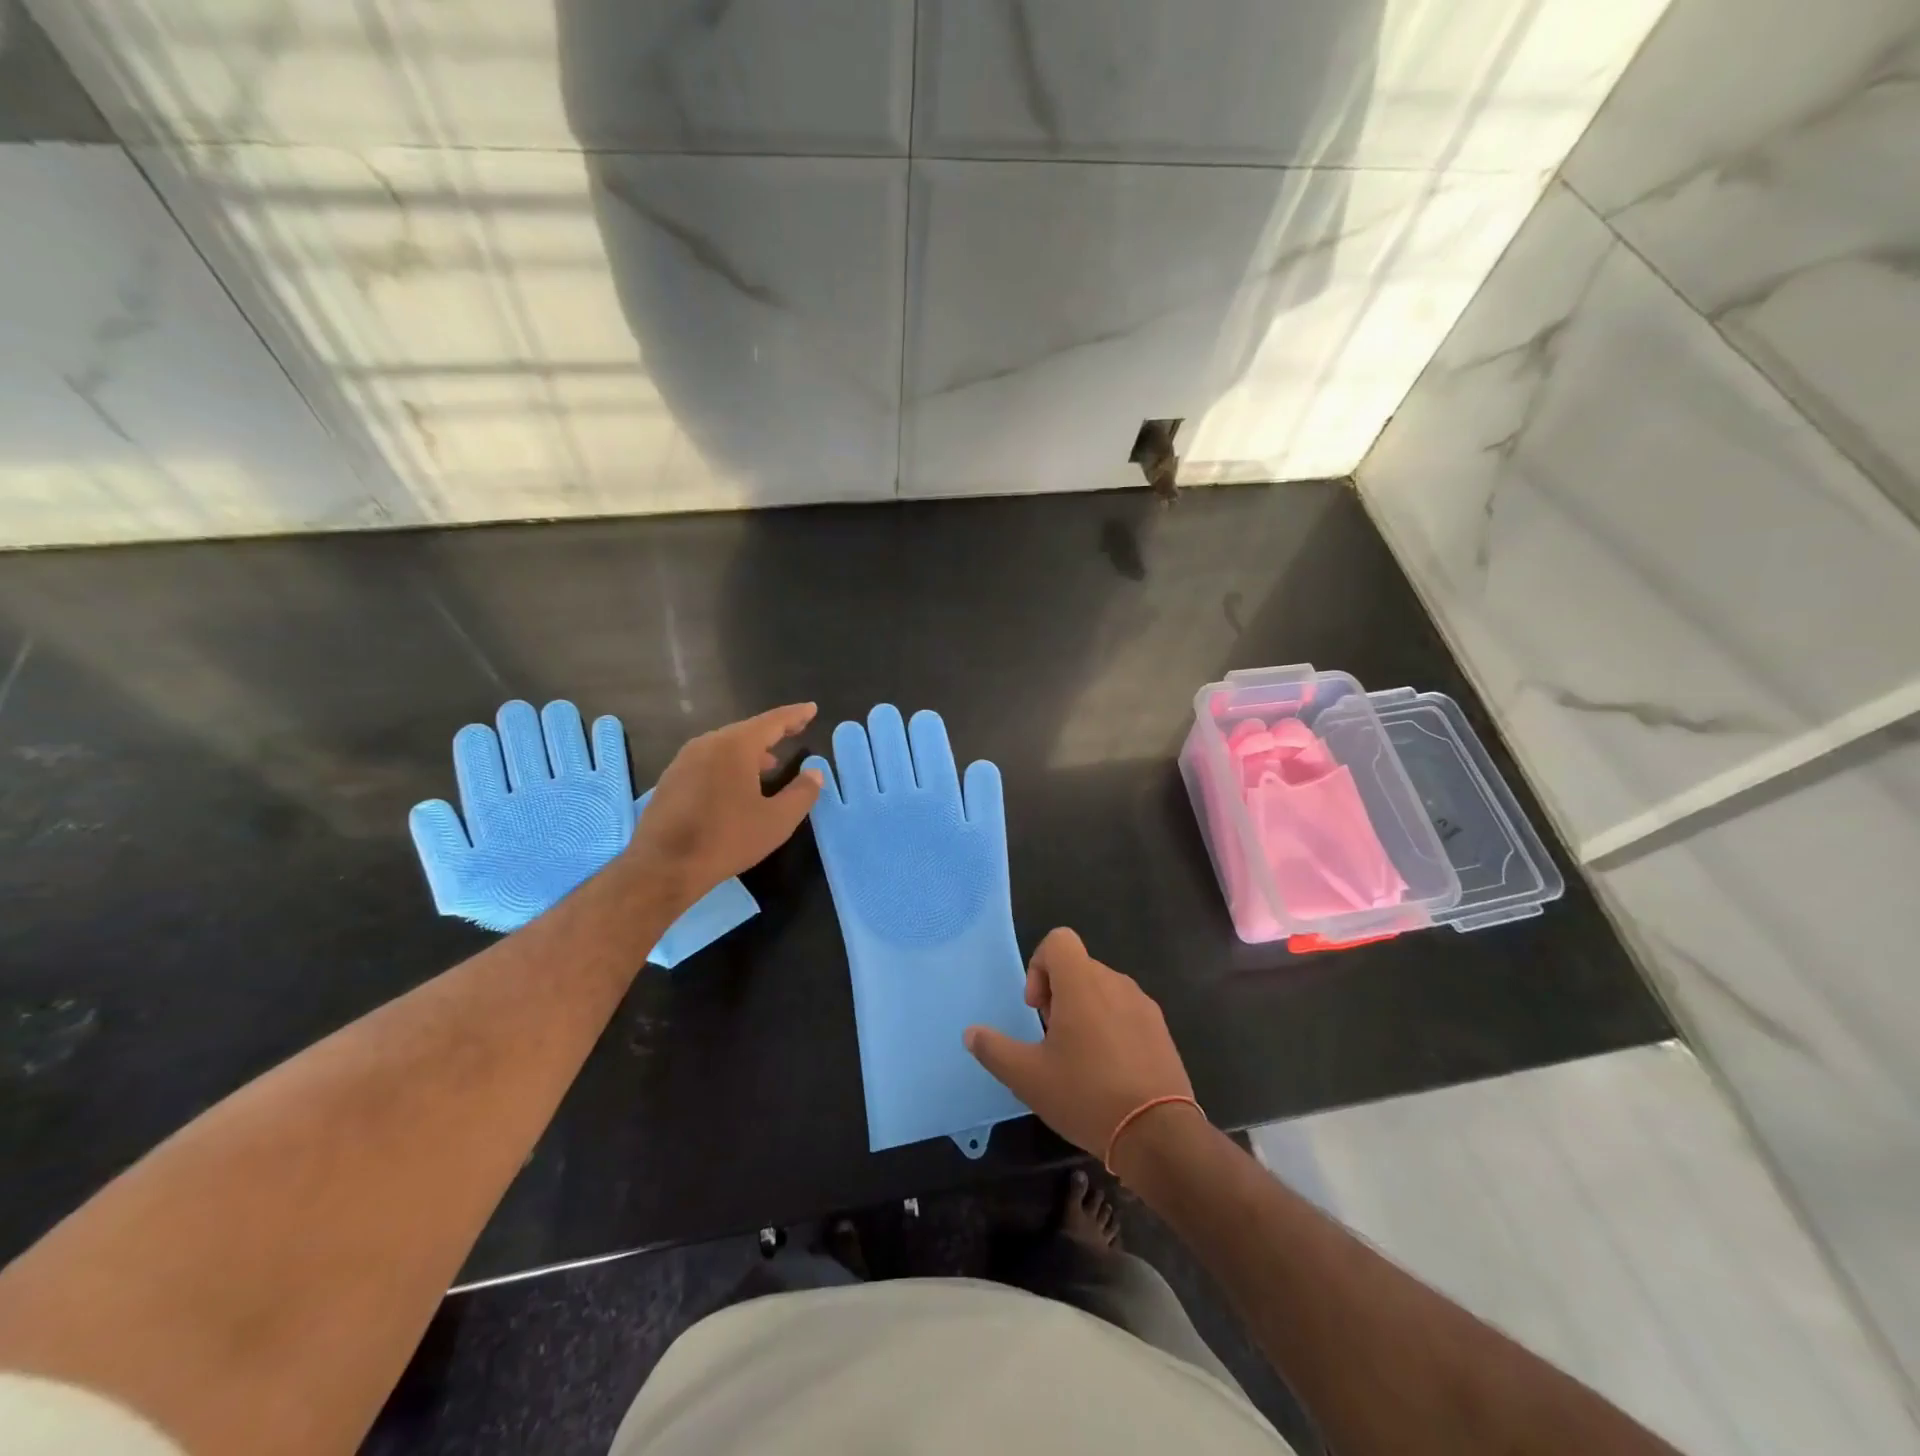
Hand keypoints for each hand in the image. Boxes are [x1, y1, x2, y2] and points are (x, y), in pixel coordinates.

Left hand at [627, 704, 822, 902]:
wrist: (663, 867)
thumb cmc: (726, 839)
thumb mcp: (777, 820)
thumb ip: (802, 793)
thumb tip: (814, 772)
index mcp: (735, 746)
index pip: (772, 722)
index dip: (795, 715)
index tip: (811, 709)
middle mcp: (707, 743)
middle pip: (746, 731)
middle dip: (772, 733)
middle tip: (794, 732)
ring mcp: (684, 760)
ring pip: (725, 746)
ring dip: (750, 752)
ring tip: (769, 764)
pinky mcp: (671, 780)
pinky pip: (708, 761)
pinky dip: (729, 764)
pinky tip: (736, 785)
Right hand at [964, 927, 1198, 1164]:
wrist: (1157, 1134)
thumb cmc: (1087, 1095)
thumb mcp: (1028, 1077)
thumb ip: (994, 1049)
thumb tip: (971, 1033)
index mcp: (1082, 983)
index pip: (1059, 940)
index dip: (1039, 965)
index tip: (1037, 1009)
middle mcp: (1115, 982)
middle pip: (1078, 967)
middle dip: (1059, 994)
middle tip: (1052, 1039)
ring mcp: (1143, 1004)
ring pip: (1103, 989)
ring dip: (1084, 1010)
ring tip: (1080, 1058)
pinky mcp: (1161, 1028)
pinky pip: (1126, 1010)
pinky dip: (1110, 1026)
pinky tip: (1109, 1070)